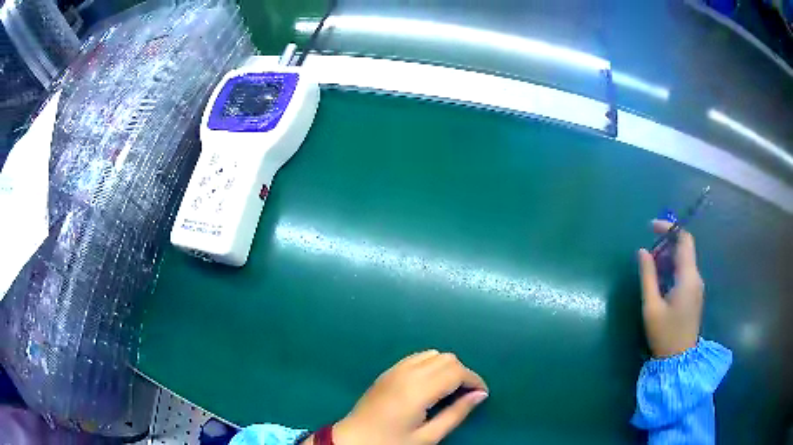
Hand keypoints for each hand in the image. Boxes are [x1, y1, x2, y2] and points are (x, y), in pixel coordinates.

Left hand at [325, 350, 487, 444]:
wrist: (353, 439)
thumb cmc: (391, 442)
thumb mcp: (427, 436)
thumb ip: (456, 414)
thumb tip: (480, 395)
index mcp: (418, 389)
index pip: (457, 371)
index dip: (474, 380)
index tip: (481, 394)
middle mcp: (407, 372)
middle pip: (447, 358)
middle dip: (463, 373)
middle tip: (465, 395)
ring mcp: (395, 369)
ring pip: (433, 354)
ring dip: (447, 367)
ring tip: (449, 390)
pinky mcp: (388, 371)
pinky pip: (417, 357)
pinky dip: (431, 364)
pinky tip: (430, 383)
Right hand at [638, 220, 703, 357]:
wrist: (679, 360)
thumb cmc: (665, 334)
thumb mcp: (651, 307)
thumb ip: (648, 277)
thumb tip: (642, 251)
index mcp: (687, 277)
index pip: (684, 239)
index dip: (669, 227)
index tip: (651, 227)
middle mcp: (696, 277)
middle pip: (685, 248)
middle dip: (667, 242)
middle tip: (648, 251)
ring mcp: (697, 286)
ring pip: (685, 260)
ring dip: (669, 256)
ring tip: (651, 265)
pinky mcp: (694, 294)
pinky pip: (685, 272)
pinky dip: (673, 267)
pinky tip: (660, 279)